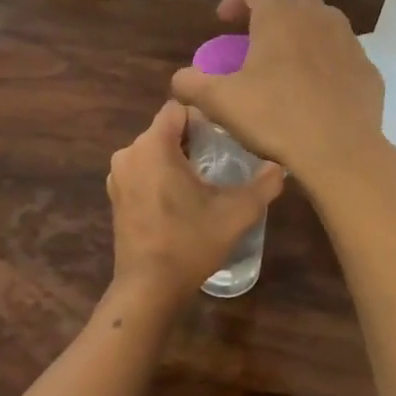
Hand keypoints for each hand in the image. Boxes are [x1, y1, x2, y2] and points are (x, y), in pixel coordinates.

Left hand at [107, 101, 284, 298]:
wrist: (149, 287)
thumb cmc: (191, 241)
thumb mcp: (236, 213)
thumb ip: (263, 185)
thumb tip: (280, 167)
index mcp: (153, 146)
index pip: (177, 109)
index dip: (202, 118)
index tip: (222, 139)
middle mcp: (129, 153)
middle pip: (164, 130)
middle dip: (191, 141)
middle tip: (219, 162)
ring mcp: (118, 177)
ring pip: (152, 152)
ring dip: (175, 160)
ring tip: (202, 183)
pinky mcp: (115, 198)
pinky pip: (142, 172)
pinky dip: (159, 177)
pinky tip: (179, 202)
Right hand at [169, 0, 392, 194]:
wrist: (340, 151)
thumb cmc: (275, 117)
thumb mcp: (220, 102)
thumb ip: (192, 84)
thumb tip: (180, 79)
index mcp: (279, 17)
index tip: (224, 23)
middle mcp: (317, 18)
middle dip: (275, 11)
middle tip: (259, 40)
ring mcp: (349, 42)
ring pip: (325, 22)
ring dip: (305, 32)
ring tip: (289, 63)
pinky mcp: (368, 70)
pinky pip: (344, 54)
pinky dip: (328, 61)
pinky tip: (318, 90)